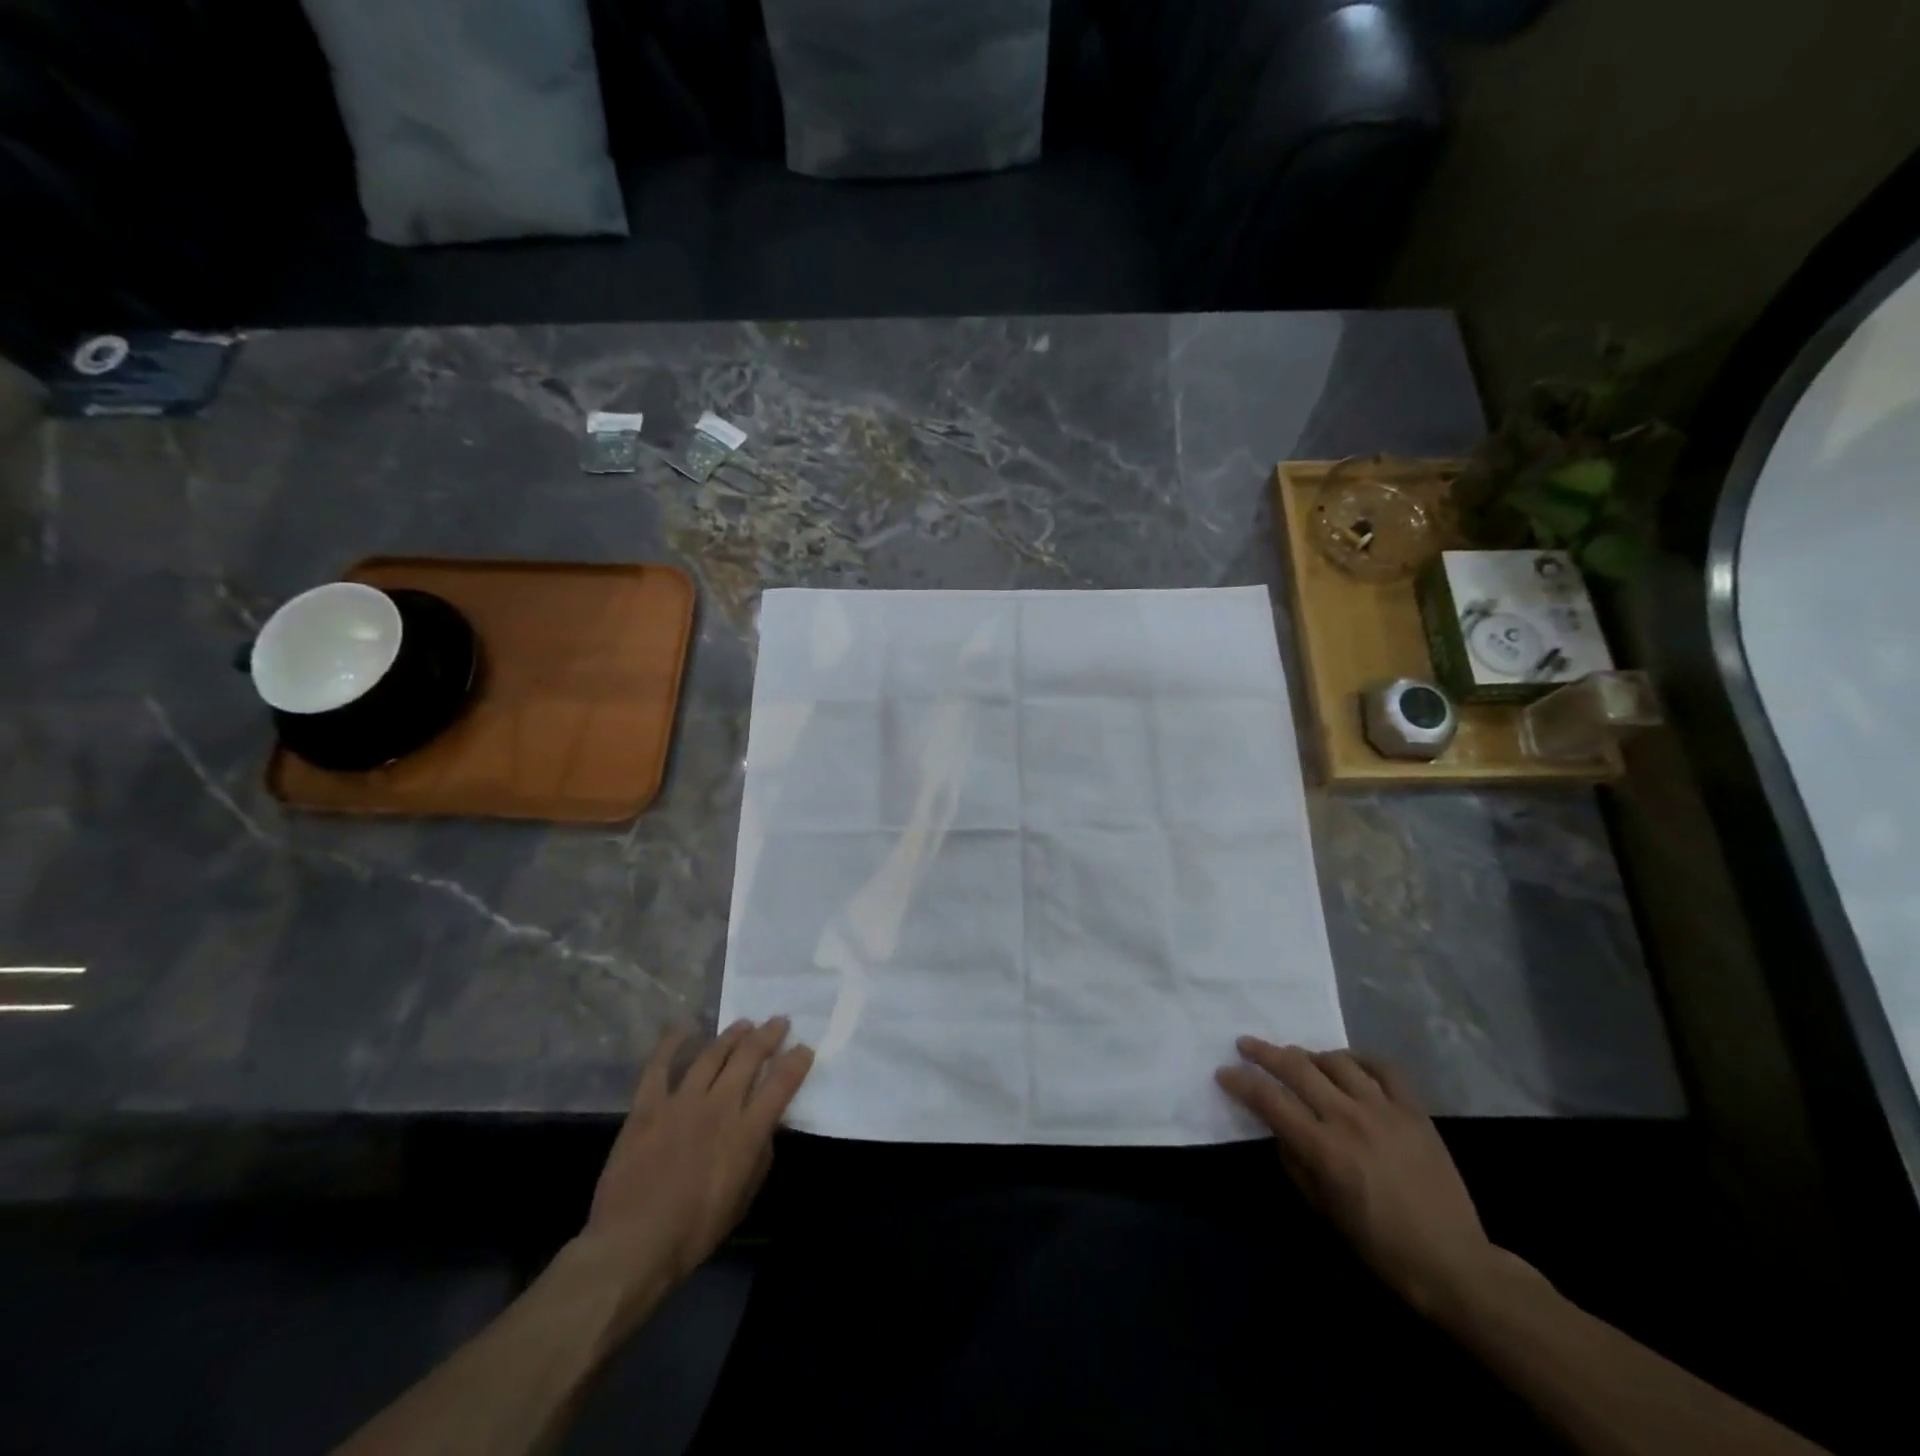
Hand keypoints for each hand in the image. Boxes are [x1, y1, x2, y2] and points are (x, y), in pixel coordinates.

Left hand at [580, 1017, 813, 1306]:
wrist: (631, 1245)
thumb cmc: (694, 1232)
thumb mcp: (742, 1199)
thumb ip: (759, 1156)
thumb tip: (767, 1126)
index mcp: (746, 1132)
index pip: (781, 1084)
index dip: (796, 1061)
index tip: (804, 1048)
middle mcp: (718, 1107)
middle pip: (749, 1057)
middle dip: (768, 1035)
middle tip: (778, 1021)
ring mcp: (681, 1102)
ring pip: (711, 1054)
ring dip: (731, 1035)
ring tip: (744, 1024)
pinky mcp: (647, 1106)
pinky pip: (659, 1065)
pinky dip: (671, 1043)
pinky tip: (683, 1028)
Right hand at [1217, 1038, 1506, 1316]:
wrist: (1453, 1263)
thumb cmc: (1379, 1246)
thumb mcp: (1323, 1210)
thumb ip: (1295, 1162)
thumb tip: (1280, 1129)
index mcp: (1324, 1149)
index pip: (1269, 1100)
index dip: (1241, 1082)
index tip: (1224, 1073)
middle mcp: (1349, 1119)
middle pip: (1297, 1068)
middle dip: (1264, 1052)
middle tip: (1245, 1044)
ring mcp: (1385, 1110)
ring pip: (1336, 1061)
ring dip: (1310, 1055)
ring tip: (1298, 1059)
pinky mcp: (1414, 1110)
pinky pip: (1383, 1068)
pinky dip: (1359, 1059)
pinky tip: (1348, 1063)